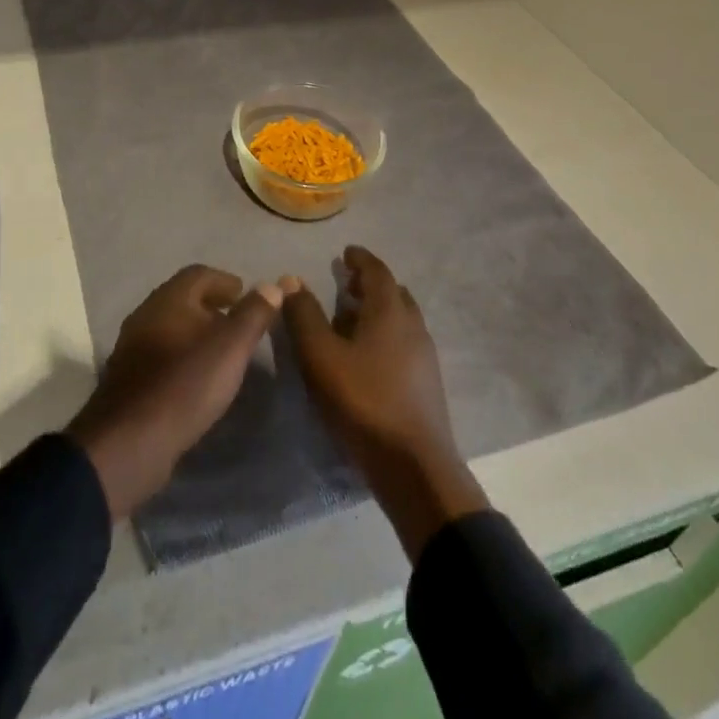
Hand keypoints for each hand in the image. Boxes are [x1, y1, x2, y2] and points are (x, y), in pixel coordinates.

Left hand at [66, 265, 281, 518]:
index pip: (199, 274)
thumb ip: (253, 314)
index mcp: (169, 298)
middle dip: (212, 306)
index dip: (226, 281)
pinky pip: (162, 353)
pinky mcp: (129, 377)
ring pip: (171, 326)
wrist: (130, 440)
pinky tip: (197, 378)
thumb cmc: (186, 384)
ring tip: (223, 352)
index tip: (246, 295)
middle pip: (183, 298)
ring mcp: (133, 346)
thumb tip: (273, 285)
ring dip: (197, 332)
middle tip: (238, 322)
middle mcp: (146, 314)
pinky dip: (183, 355)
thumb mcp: (230, 347)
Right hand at [282, 246, 487, 559]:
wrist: (414, 466)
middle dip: (370, 284)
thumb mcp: (321, 356)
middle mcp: (413, 326)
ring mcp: (425, 357)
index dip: (360, 259)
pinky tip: (368, 355)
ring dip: (379, 310)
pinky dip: (386, 334)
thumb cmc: (363, 402)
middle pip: (394, 293)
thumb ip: (304, 316)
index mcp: (390, 312)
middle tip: (346, 283)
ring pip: (402, 319)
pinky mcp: (427, 384)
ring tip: (352, 318)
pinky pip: (405, 342)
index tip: (346, 252)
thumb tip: (291, 280)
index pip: (377, 271)